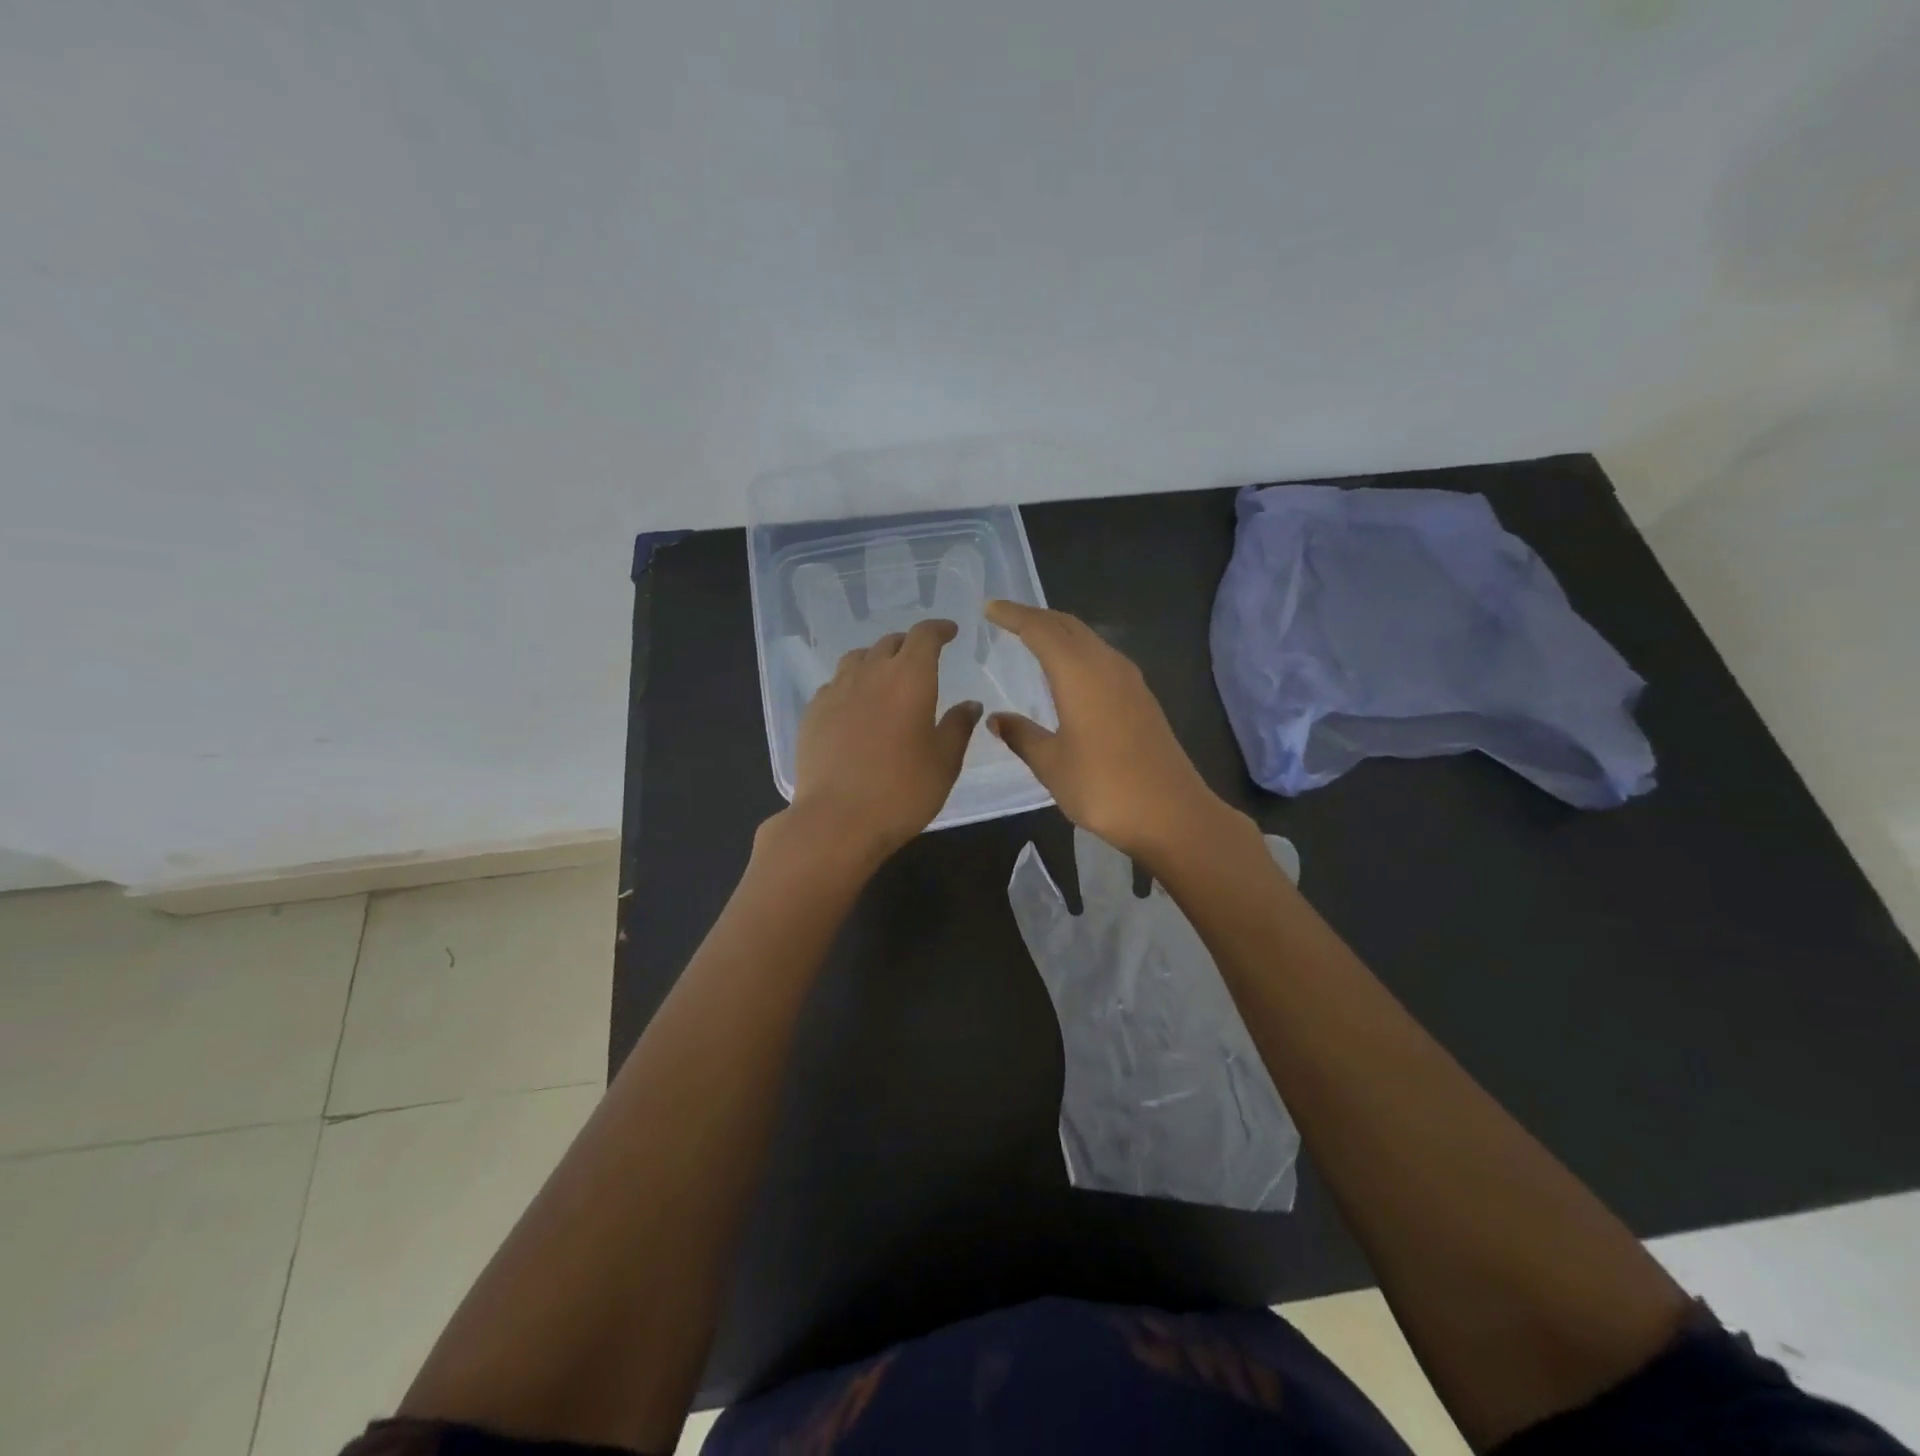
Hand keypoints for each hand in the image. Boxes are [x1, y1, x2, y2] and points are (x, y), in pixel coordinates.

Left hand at [787, 618, 981, 861]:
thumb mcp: (944, 762)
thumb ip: (958, 726)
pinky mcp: (813, 712)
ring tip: (885, 675)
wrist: (836, 820)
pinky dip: (851, 683)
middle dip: (909, 644)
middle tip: (921, 658)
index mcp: (909, 678)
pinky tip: (855, 705)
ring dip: (876, 659)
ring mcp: (836, 691)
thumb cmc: (902, 791)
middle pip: (889, 642)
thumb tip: (970, 704)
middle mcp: (870, 673)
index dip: (938, 629)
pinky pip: (835, 684)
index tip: (949, 632)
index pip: (924, 636)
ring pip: (857, 658)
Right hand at [984, 600, 1232, 862]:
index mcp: (1080, 673)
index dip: (1013, 615)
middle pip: (1068, 626)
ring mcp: (1129, 680)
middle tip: (1006, 618)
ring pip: (1088, 640)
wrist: (1172, 813)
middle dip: (1036, 617)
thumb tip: (997, 719)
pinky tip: (1067, 672)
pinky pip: (1102, 657)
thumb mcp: (1052, 764)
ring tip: (1032, 639)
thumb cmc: (1103, 787)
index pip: (1041, 630)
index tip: (989, 607)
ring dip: (1059, 633)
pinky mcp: (1141, 698)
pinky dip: (1077, 652)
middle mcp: (1107, 665)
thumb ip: (1022, 735)